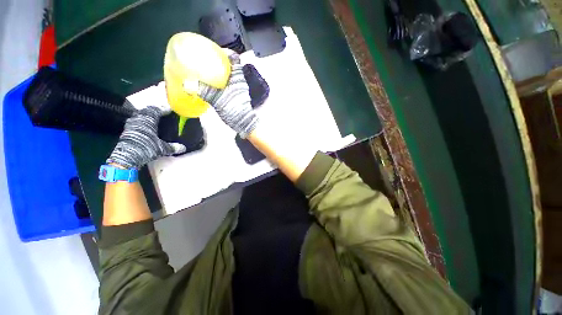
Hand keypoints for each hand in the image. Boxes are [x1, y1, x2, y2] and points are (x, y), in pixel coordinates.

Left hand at [107, 106, 185, 168]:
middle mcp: (142, 115)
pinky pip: (135, 120)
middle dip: (155, 109)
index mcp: (151, 117)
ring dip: (146, 114)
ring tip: (150, 118)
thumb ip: (172, 147)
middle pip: (149, 109)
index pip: (160, 109)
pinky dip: (139, 120)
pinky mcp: (127, 127)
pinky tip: (141, 125)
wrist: (127, 154)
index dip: (166, 109)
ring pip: (141, 113)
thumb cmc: (146, 148)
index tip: (170, 109)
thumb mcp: (160, 149)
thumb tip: (183, 148)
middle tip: (160, 112)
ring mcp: (133, 120)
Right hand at [198, 51, 258, 137]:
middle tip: (207, 61)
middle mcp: (239, 79)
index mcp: (237, 75)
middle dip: (220, 62)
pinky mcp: (235, 95)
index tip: (216, 50)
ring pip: (229, 75)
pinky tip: (210, 86)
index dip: (227, 52)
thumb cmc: (233, 108)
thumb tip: (187, 83)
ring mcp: (238, 87)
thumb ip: (203, 90)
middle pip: (230, 65)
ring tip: (206, 72)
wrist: (244, 123)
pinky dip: (219, 82)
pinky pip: (226, 84)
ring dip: (219, 72)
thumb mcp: (217, 98)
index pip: (235, 58)